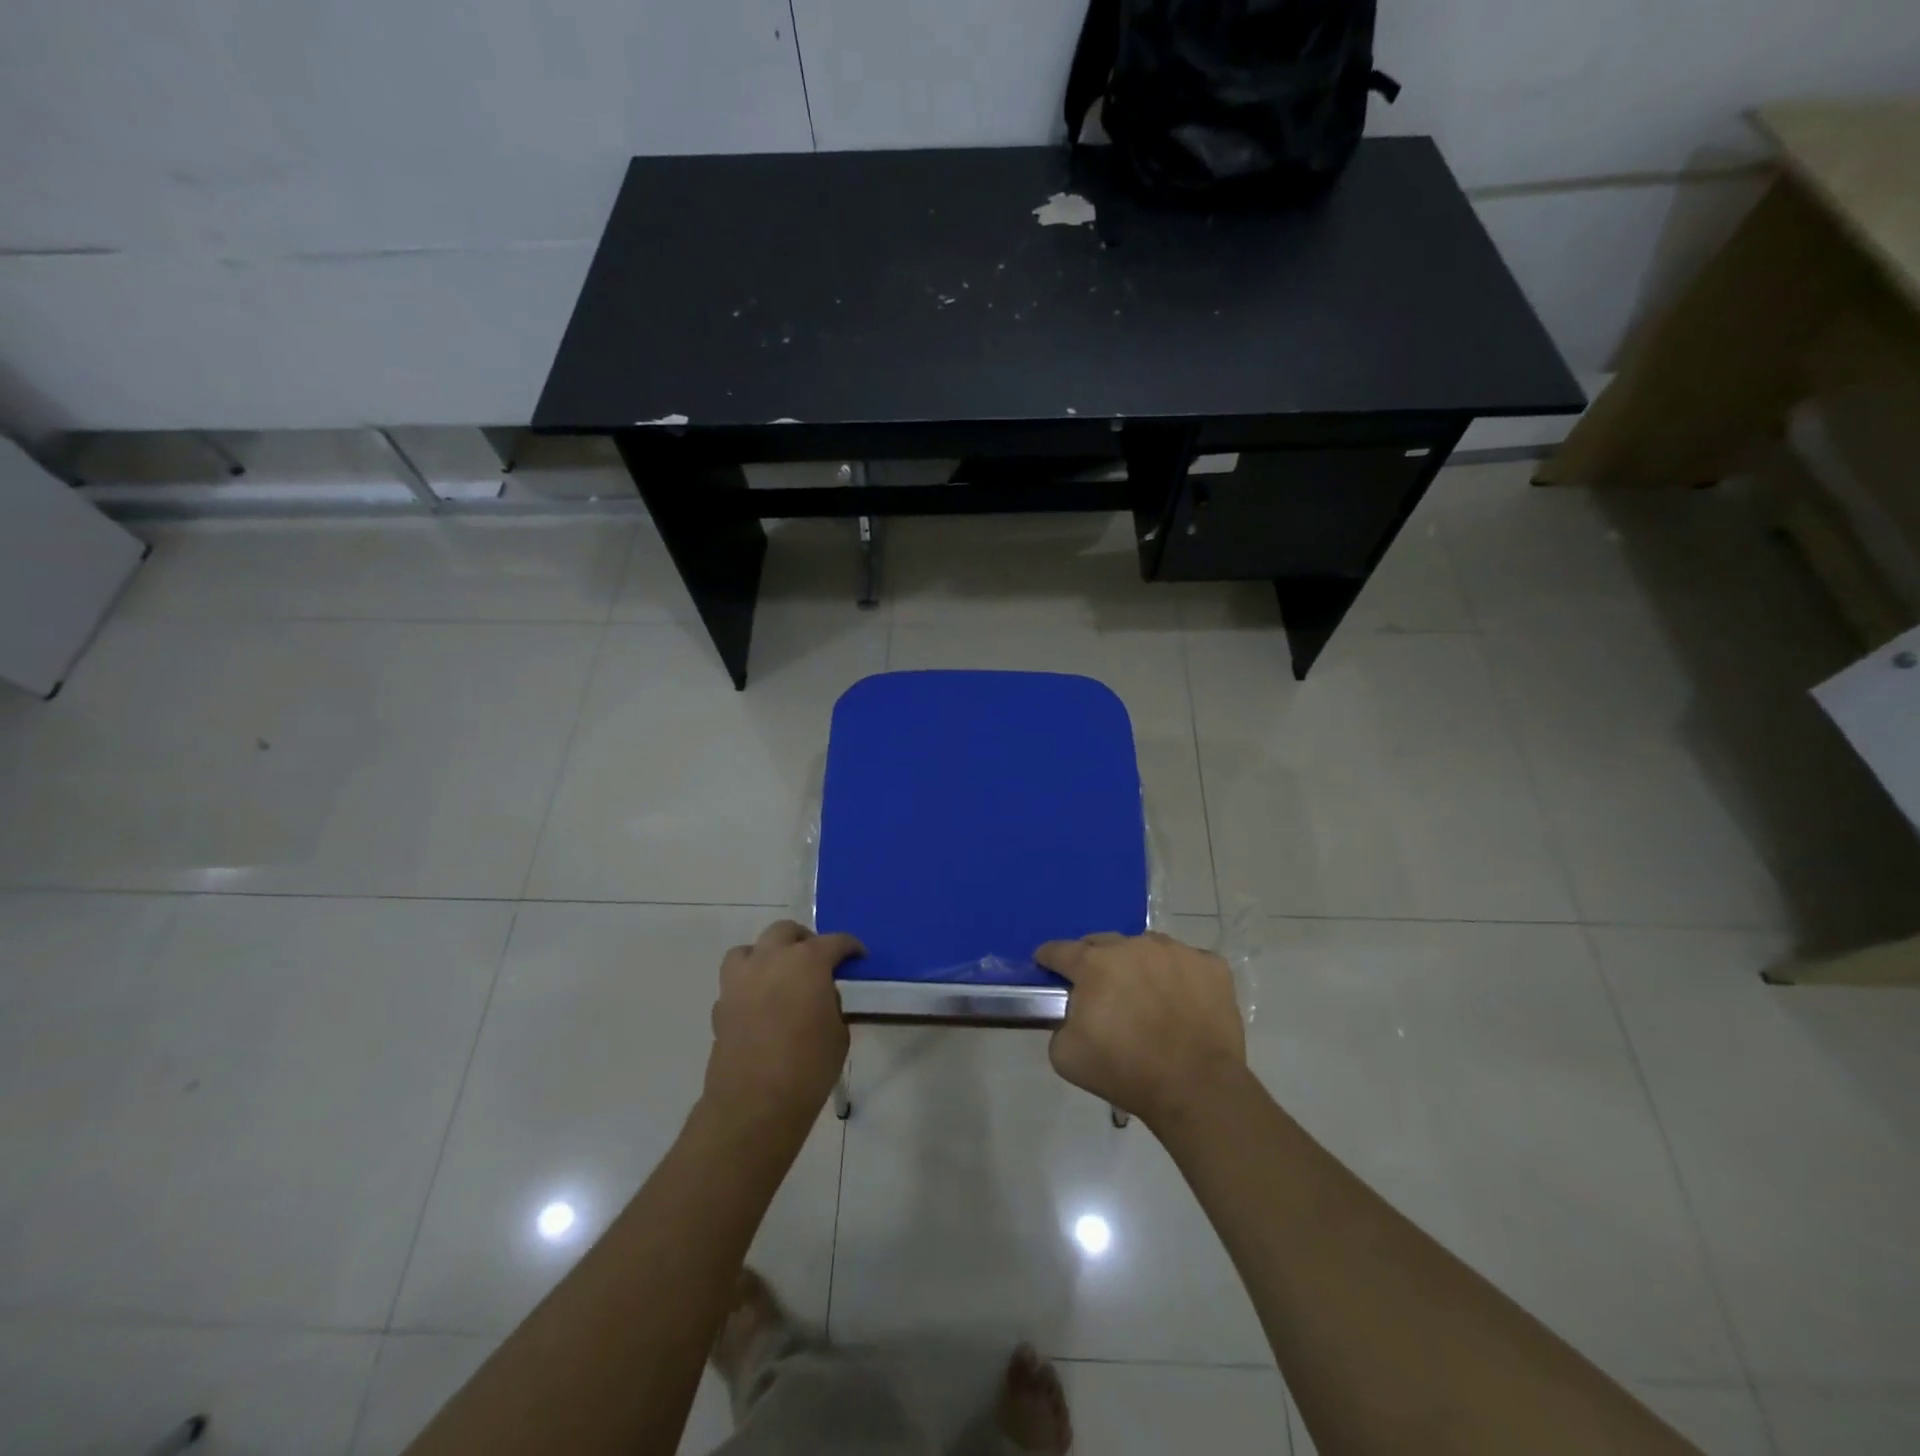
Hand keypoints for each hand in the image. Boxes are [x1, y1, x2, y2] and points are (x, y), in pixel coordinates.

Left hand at [704, 921, 862, 1125]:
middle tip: (817, 960)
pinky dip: (750, 985)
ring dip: (767, 954)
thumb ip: (831, 1004)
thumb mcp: (838, 1033)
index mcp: (807, 961)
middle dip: (804, 940)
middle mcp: (771, 960)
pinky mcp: (721, 1005)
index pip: (834, 941)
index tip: (858, 957)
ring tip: (780, 974)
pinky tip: (761, 1006)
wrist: (754, 1104)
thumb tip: (820, 997)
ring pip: (751, 949)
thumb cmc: (808, 1067)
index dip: (850, 947)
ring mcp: (740, 980)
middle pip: (785, 931)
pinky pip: (736, 981)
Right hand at [1036, 931, 1245, 1128]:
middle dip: (1095, 961)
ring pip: (1146, 948)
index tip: (1047, 966)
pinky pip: (1186, 962)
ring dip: (1139, 965)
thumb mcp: (1066, 1056)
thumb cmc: (1126, 1071)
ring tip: (1146, 995)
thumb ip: (1059, 1024)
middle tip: (1100, 989)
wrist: (1196, 1088)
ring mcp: (1175, 951)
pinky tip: (1182, 1001)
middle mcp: (1133, 946)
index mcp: (1094, 963)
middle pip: (1103, 944)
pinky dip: (1180, 976)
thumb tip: (1072, 1014)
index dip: (1049, 958)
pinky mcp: (1211, 965)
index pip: (1060, 950)